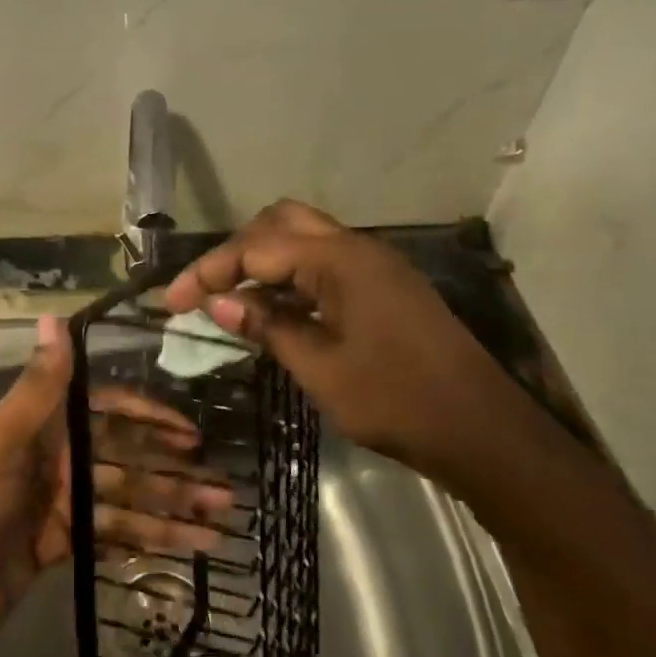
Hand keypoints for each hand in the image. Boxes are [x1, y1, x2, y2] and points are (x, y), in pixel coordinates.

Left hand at [0, 316, 228, 656]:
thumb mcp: (2, 440)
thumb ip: (38, 385)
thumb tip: (56, 317)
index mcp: (42, 429)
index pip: (107, 412)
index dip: (148, 417)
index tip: (191, 432)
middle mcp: (55, 461)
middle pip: (124, 461)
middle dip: (172, 473)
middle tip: (224, 489)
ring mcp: (58, 507)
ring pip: (125, 503)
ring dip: (170, 512)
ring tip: (219, 524)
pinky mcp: (60, 548)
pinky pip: (112, 539)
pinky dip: (147, 543)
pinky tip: (186, 551)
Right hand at [165, 200, 545, 485]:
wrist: (484, 433)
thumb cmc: (397, 402)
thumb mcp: (320, 369)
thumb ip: (267, 327)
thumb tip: (219, 302)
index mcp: (340, 261)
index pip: (256, 248)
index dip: (208, 272)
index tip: (172, 302)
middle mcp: (358, 249)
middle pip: (280, 223)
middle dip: (236, 250)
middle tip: (206, 289)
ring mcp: (376, 266)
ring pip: (305, 238)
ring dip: (264, 258)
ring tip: (232, 296)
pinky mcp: (386, 287)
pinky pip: (326, 263)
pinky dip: (291, 275)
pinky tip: (275, 308)